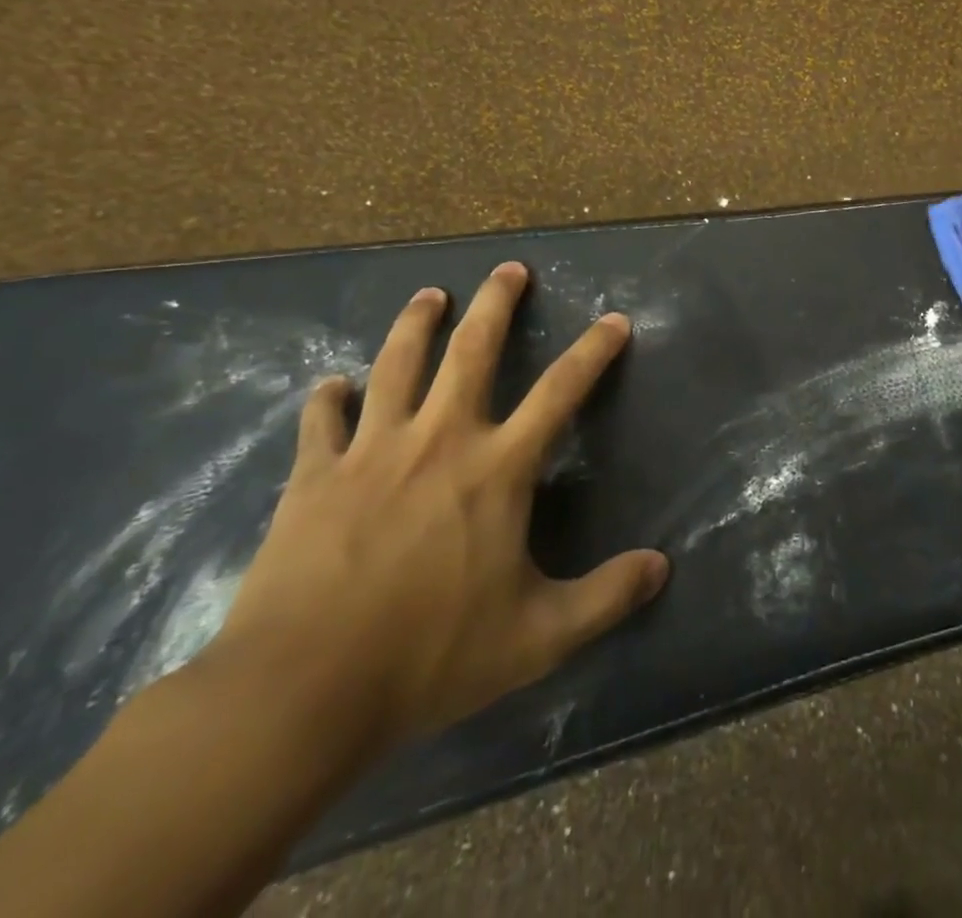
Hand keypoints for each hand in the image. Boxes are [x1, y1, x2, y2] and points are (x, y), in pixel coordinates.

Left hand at [207, 263, 669, 754]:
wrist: (299, 694)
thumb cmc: (429, 657)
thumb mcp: (538, 637)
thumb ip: (606, 597)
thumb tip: (662, 568)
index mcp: (498, 468)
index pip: (561, 391)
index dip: (593, 351)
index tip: (614, 319)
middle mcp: (440, 440)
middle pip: (472, 350)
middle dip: (496, 303)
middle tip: (509, 268)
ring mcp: (372, 452)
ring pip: (397, 365)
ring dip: (415, 323)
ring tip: (429, 294)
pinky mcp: (314, 478)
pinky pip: (322, 421)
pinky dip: (329, 398)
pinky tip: (332, 385)